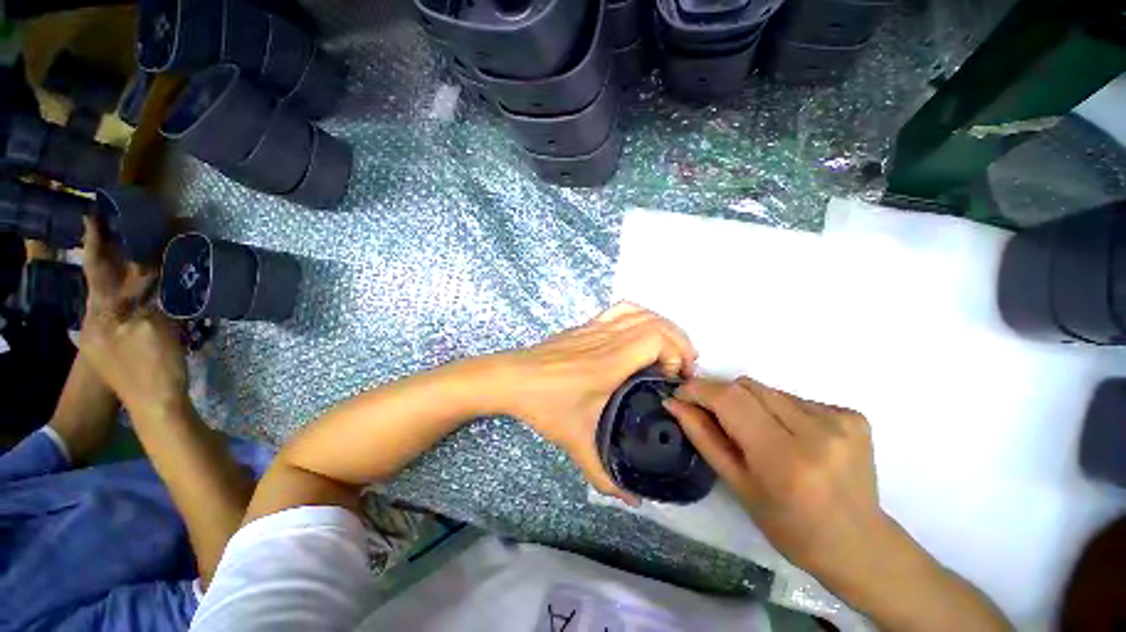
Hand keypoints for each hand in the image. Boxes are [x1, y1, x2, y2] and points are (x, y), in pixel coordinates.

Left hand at [78, 217, 188, 419]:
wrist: (157, 408)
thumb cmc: (153, 368)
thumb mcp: (152, 329)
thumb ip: (147, 298)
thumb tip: (150, 269)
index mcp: (99, 317)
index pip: (95, 271)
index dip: (94, 244)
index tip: (92, 217)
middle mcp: (97, 323)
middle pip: (103, 282)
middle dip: (110, 257)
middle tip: (118, 232)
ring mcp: (109, 337)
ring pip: (114, 297)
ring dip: (125, 276)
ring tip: (134, 255)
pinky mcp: (123, 346)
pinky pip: (126, 311)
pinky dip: (135, 296)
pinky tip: (145, 290)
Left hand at [498, 302, 697, 504]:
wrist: (512, 378)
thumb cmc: (544, 406)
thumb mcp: (576, 443)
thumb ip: (605, 475)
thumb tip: (633, 501)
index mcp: (610, 363)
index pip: (655, 338)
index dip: (674, 353)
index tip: (673, 378)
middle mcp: (607, 338)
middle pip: (655, 323)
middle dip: (678, 342)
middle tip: (681, 368)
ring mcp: (596, 327)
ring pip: (639, 312)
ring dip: (662, 327)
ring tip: (668, 350)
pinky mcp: (586, 325)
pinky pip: (620, 309)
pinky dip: (640, 315)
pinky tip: (641, 334)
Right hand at [664, 377, 888, 578]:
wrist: (859, 545)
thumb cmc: (790, 527)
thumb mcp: (738, 485)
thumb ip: (703, 437)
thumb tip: (674, 403)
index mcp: (785, 458)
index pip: (730, 400)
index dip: (700, 390)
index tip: (681, 393)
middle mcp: (817, 431)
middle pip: (748, 387)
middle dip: (721, 395)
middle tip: (714, 416)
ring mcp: (840, 420)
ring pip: (768, 389)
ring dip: (750, 403)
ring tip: (757, 433)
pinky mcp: (853, 415)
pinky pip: (794, 397)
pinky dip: (778, 409)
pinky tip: (788, 435)